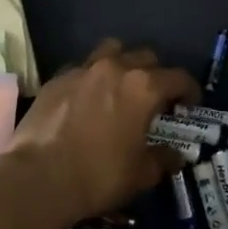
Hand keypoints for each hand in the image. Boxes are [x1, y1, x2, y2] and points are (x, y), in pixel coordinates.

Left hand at [1, 39, 200, 225]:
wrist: (38, 177)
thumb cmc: (98, 176)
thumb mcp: (141, 175)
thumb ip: (162, 159)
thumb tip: (175, 155)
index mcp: (144, 87)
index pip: (178, 77)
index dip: (189, 90)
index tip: (189, 105)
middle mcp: (115, 68)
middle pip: (146, 57)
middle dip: (156, 75)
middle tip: (154, 100)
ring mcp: (83, 69)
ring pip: (111, 51)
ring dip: (122, 64)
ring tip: (120, 88)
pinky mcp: (56, 78)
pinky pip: (82, 68)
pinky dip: (91, 78)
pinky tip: (87, 99)